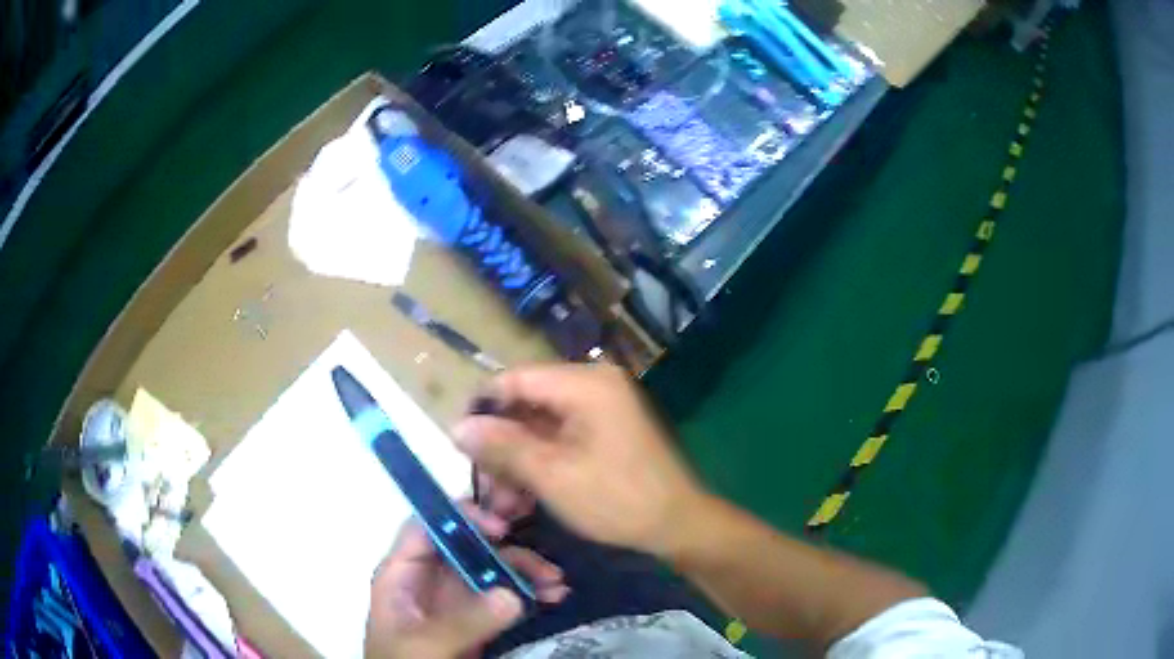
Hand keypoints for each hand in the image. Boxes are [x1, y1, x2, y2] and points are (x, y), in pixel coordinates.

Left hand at [365, 502, 568, 658]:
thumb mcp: (425, 644)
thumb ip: (463, 622)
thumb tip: (512, 595)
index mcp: (402, 574)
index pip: (428, 528)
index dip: (461, 517)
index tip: (502, 527)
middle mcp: (430, 578)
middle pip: (468, 543)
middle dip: (507, 542)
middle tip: (542, 544)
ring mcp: (455, 599)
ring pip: (492, 567)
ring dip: (526, 569)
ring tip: (556, 583)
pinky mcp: (476, 619)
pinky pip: (505, 595)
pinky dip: (530, 592)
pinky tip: (553, 596)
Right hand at [452, 364, 707, 556]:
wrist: (678, 525)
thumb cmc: (617, 499)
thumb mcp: (552, 475)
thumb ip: (502, 446)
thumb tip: (457, 426)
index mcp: (584, 384)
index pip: (514, 379)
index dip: (482, 408)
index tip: (458, 443)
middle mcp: (593, 385)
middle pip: (526, 404)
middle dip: (500, 445)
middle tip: (482, 485)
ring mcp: (601, 408)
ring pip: (539, 426)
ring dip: (517, 461)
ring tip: (502, 503)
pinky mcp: (604, 431)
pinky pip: (559, 438)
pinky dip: (539, 464)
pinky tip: (524, 496)